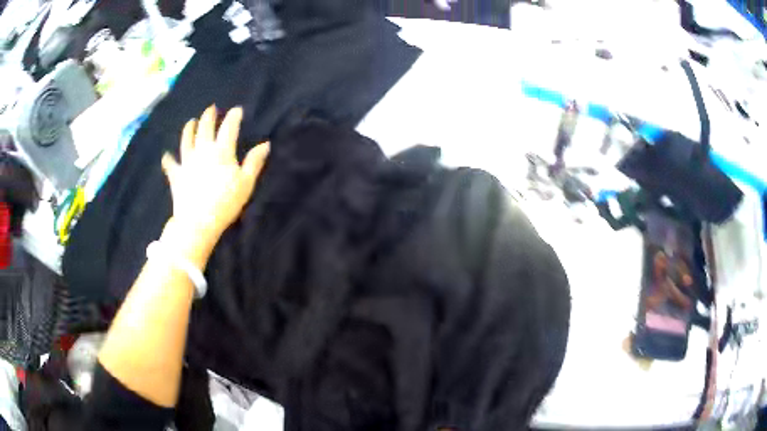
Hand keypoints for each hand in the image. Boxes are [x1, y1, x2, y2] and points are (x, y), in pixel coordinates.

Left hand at [161, 105, 268, 242]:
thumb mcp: (246, 183)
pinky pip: (171, 165)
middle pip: (204, 129)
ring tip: (190, 122)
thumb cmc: (226, 203)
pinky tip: (166, 155)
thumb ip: (254, 162)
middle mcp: (202, 151)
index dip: (233, 117)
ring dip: (188, 129)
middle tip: (211, 109)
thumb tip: (265, 144)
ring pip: (186, 141)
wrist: (198, 221)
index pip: (229, 128)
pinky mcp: (176, 176)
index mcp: (221, 151)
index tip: (237, 110)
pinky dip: (168, 160)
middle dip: (208, 116)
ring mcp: (187, 162)